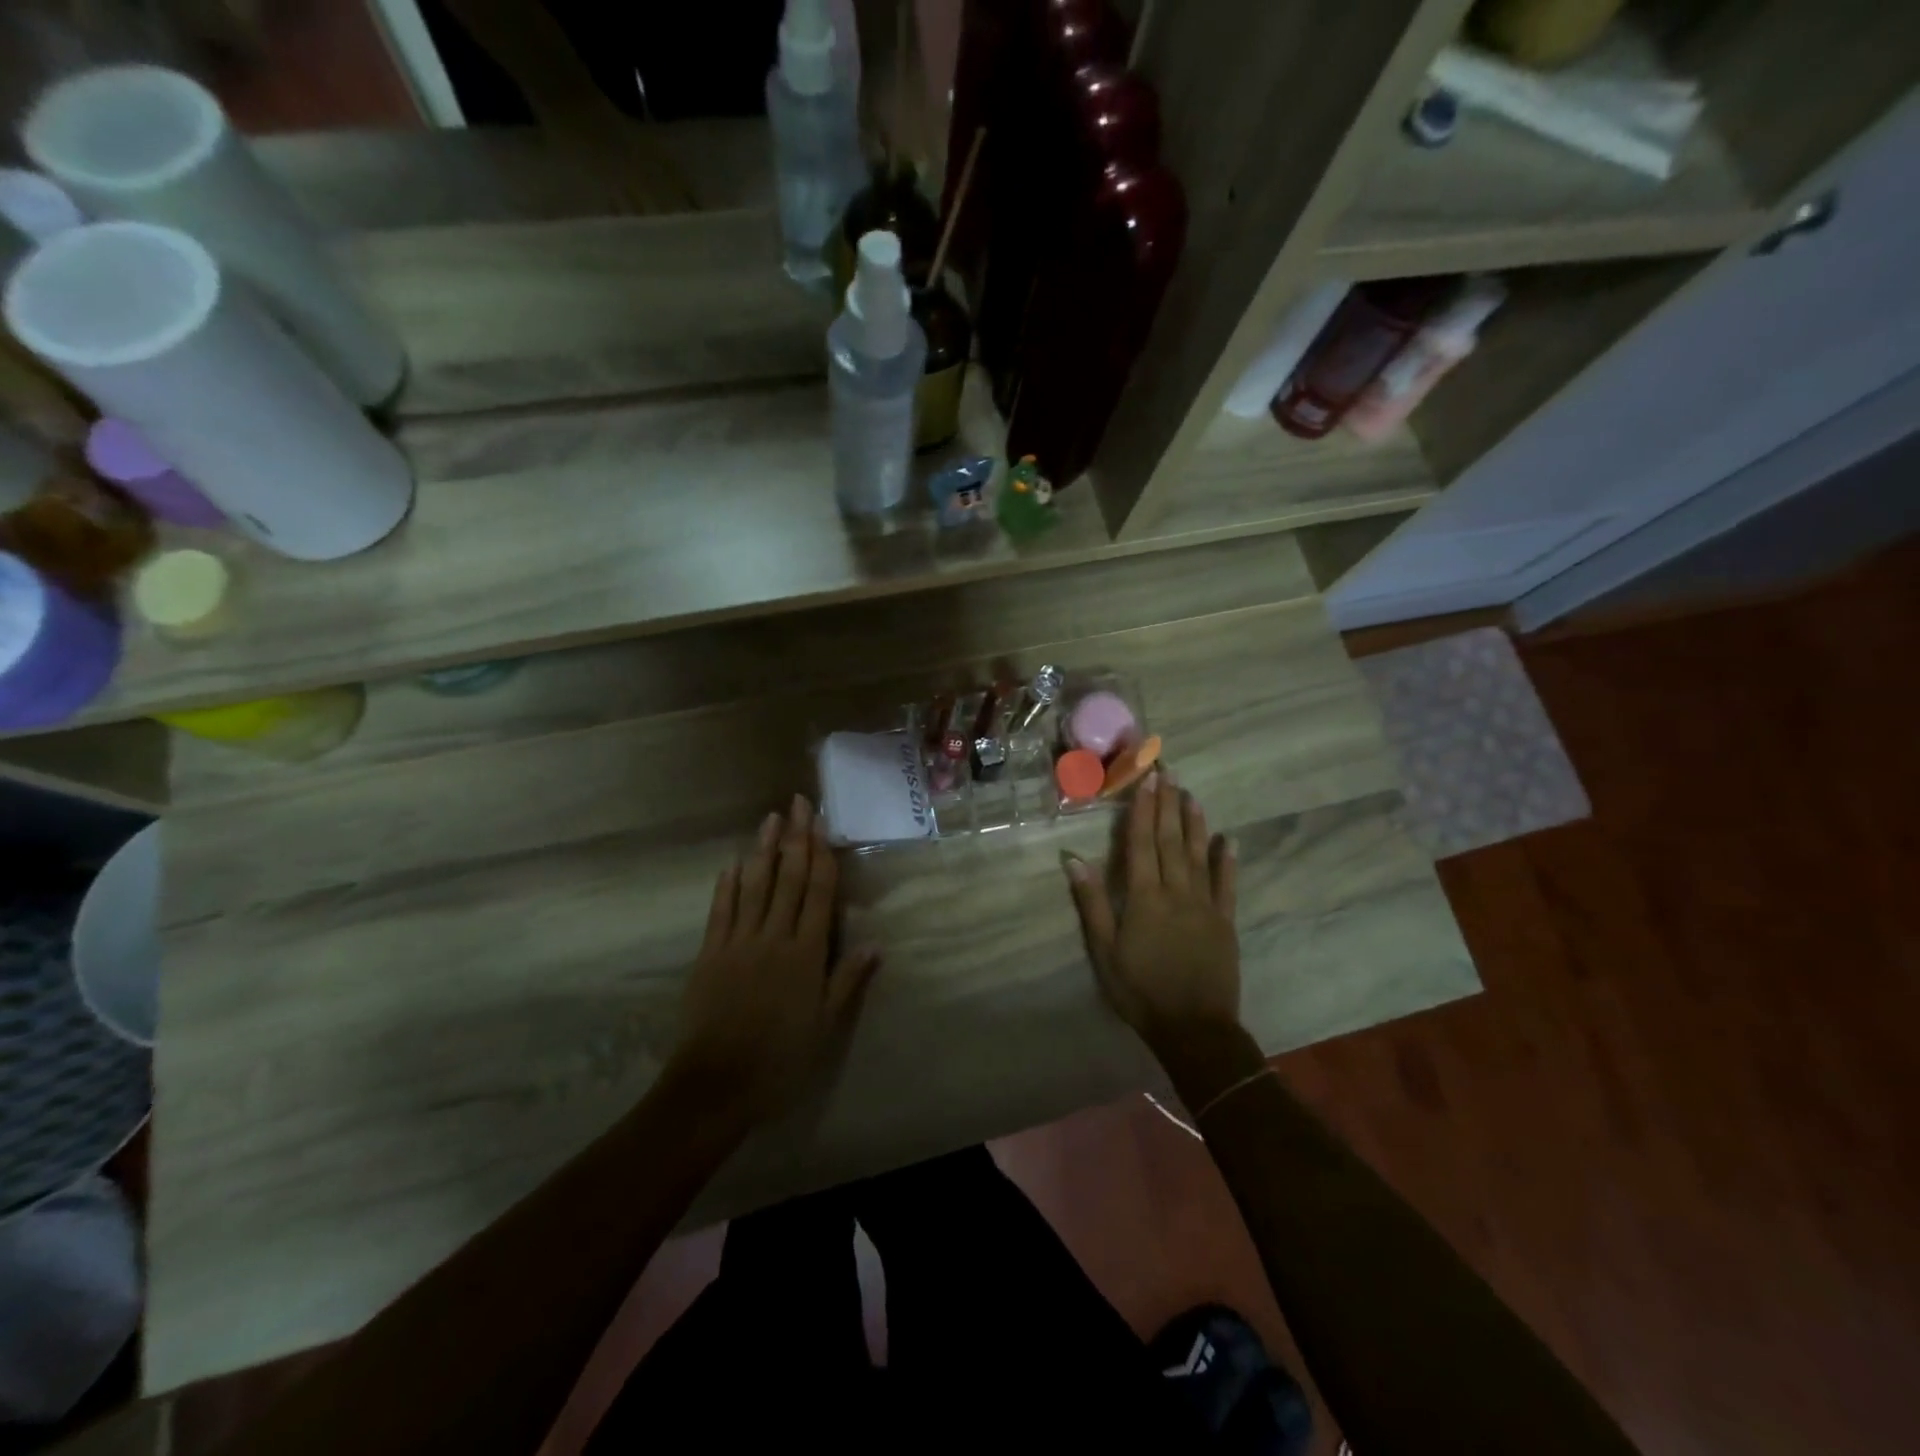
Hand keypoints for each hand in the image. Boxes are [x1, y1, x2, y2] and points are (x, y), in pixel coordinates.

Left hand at [670, 796, 880, 1125]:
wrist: (715, 1086)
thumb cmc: (780, 1059)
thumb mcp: (824, 1027)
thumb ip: (847, 981)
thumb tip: (875, 943)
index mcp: (805, 954)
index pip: (817, 893)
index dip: (821, 855)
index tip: (822, 824)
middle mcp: (774, 938)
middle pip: (787, 879)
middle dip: (795, 838)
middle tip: (798, 803)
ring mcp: (738, 942)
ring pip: (754, 886)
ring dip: (762, 850)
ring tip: (770, 818)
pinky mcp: (710, 954)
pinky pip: (721, 911)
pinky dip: (726, 885)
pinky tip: (731, 864)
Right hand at [1064, 772, 1240, 1061]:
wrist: (1194, 1028)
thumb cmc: (1140, 990)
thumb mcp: (1104, 951)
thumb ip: (1091, 903)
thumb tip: (1073, 860)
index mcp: (1144, 897)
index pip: (1141, 843)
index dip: (1143, 809)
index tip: (1147, 779)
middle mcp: (1176, 892)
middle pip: (1170, 840)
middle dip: (1167, 804)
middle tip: (1168, 771)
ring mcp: (1205, 905)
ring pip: (1198, 855)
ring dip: (1195, 823)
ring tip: (1192, 795)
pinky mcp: (1225, 922)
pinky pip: (1227, 885)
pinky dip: (1227, 861)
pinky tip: (1228, 840)